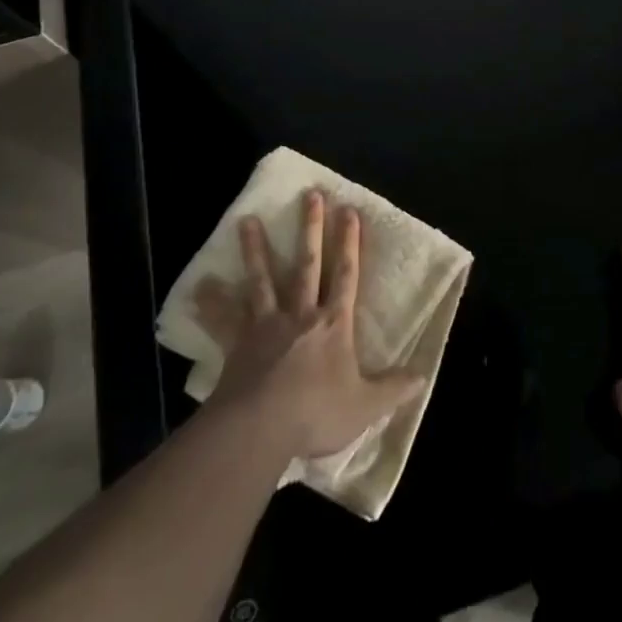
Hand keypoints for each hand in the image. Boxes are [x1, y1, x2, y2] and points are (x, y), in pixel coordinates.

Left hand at [194, 190, 424, 461]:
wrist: (262, 427)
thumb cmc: (317, 413)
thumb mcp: (366, 405)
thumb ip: (394, 388)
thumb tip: (423, 375)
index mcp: (334, 324)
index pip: (346, 274)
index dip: (350, 242)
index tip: (349, 210)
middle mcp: (301, 314)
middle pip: (307, 264)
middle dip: (311, 228)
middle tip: (310, 194)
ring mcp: (266, 326)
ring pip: (262, 280)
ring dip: (255, 250)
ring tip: (247, 221)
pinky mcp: (239, 344)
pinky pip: (224, 321)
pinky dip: (211, 304)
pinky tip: (198, 287)